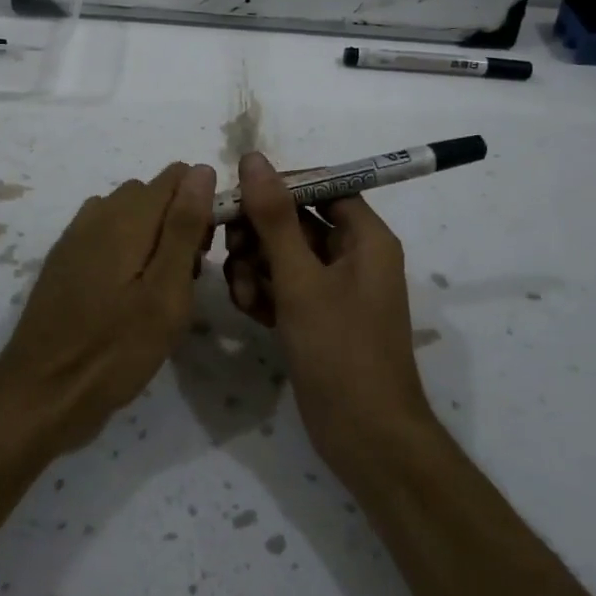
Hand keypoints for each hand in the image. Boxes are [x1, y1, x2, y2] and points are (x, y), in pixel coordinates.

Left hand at [0, 162, 216, 453]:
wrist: (43, 391)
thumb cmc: (115, 348)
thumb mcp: (166, 292)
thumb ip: (184, 227)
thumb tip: (201, 169)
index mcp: (126, 216)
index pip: (177, 176)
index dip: (201, 204)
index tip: (203, 252)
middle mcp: (98, 213)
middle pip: (152, 194)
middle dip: (177, 222)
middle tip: (184, 279)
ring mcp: (75, 236)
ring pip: (128, 215)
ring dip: (151, 237)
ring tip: (157, 290)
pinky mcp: (64, 260)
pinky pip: (105, 235)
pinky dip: (125, 251)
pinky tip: (125, 295)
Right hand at [224, 151, 435, 477]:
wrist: (365, 437)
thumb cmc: (340, 351)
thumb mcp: (301, 280)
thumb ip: (274, 218)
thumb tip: (254, 159)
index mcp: (365, 237)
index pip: (321, 186)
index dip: (278, 187)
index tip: (238, 198)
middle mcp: (353, 256)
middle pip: (296, 221)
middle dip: (259, 234)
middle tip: (230, 252)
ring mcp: (334, 289)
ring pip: (283, 255)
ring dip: (255, 267)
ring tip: (243, 295)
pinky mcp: (317, 317)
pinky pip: (284, 287)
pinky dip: (264, 293)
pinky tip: (249, 312)